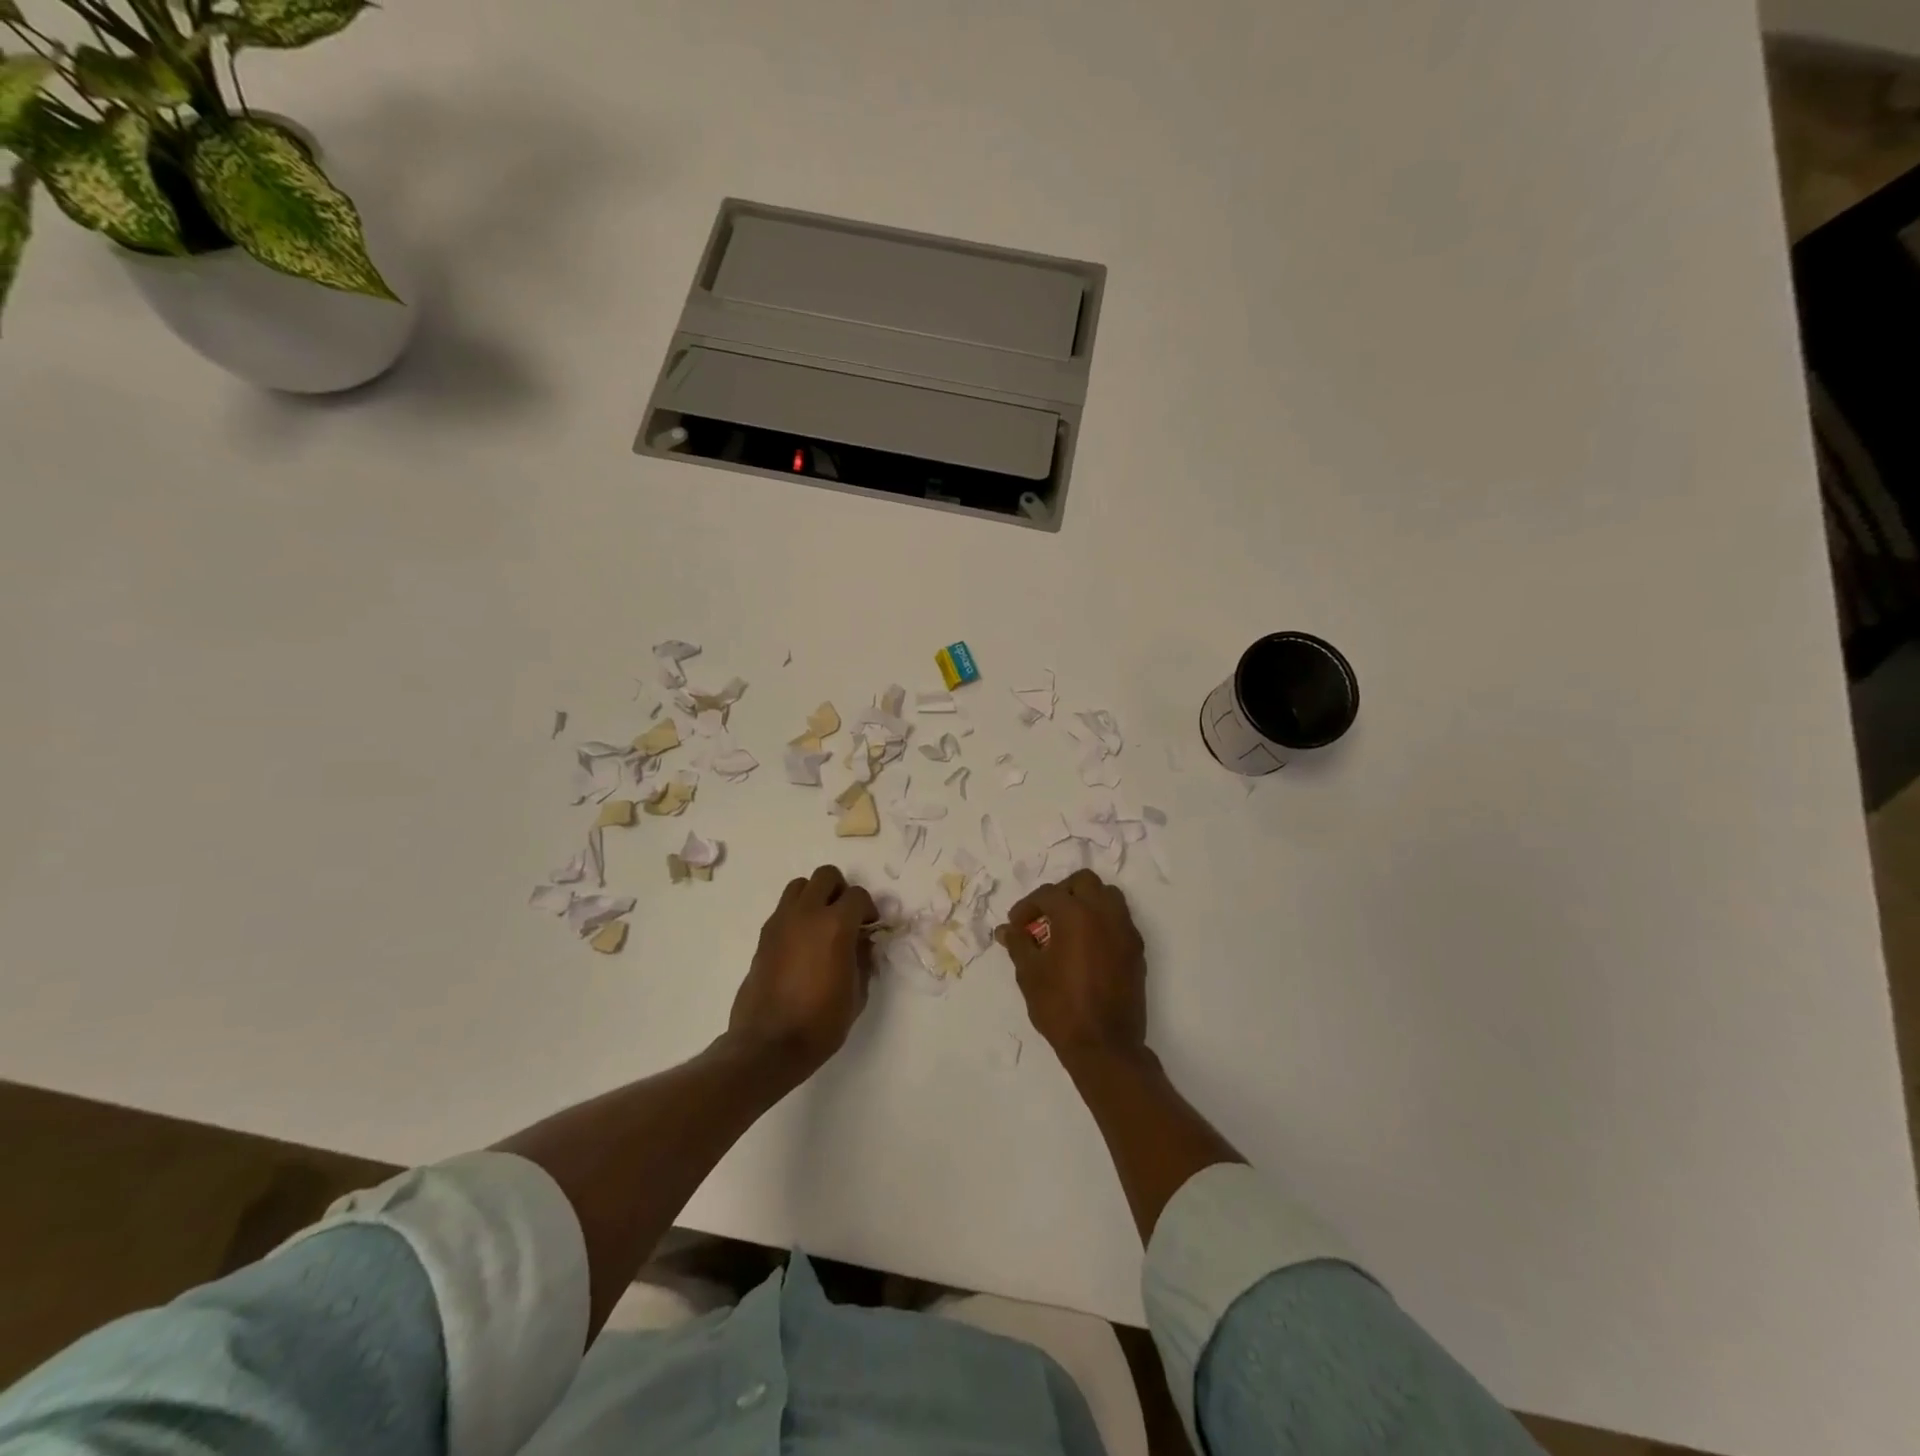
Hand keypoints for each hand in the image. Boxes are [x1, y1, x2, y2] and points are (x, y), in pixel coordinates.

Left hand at [729, 865, 877, 1077]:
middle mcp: (807, 914)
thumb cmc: (821, 1022)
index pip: (857, 895)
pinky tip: (802, 944)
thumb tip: (863, 941)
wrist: (769, 1044)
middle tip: (846, 917)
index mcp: (835, 925)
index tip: (870, 927)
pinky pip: (784, 909)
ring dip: (815, 897)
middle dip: (840, 891)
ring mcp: (781, 922)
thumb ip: (863, 958)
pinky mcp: (764, 935)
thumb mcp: (857, 993)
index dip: (868, 909)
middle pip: (826, 876)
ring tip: (821, 924)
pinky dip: (797, 914)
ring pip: (800, 886)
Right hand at [996, 869, 1147, 1065]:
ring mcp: (1125, 931)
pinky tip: (1086, 946)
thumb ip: (1018, 944)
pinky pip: (1120, 920)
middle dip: (1061, 893)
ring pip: (1108, 896)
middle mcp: (1105, 914)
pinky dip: (1102, 921)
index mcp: (1076, 915)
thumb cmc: (1061, 1007)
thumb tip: (1007, 929)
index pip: (1048, 894)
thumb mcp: (1030, 974)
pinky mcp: (1136, 950)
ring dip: (1086, 902)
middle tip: (1044, 916)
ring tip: (1067, 927)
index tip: (1016, 926)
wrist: (1105, 1046)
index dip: (1027, 906)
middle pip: (1084, 882)